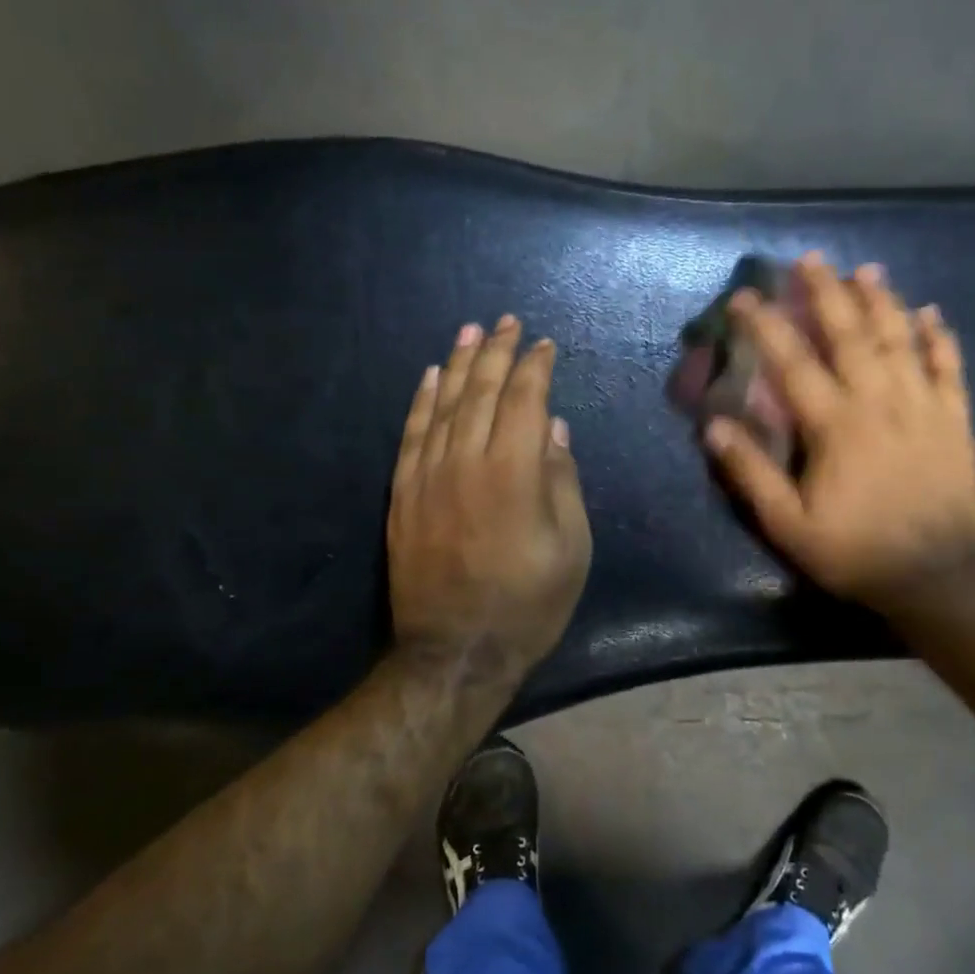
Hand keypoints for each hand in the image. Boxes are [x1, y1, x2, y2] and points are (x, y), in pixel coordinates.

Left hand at [388, 315, 591, 681]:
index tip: (544, 345)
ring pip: (443, 405)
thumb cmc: (528, 604)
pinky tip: (430, 376)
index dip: (535, 368)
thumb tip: (554, 428)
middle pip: (481, 392)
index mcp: (515, 473)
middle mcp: (466, 462)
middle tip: (506, 322)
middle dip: (497, 352)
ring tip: (469, 331)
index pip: (524, 400)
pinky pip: (411, 435)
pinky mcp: (403, 495)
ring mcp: (427, 476)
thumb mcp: (571, 548)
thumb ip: (562, 481)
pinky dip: (421, 401)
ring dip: (459, 364)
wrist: (457, 651)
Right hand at [703, 253, 974, 605]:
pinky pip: (949, 369)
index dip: (766, 326)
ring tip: (866, 269)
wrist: (939, 578)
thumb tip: (715, 427)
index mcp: (836, 426)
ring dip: (882, 301)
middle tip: (811, 259)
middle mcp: (880, 403)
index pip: (793, 363)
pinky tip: (932, 313)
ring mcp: (924, 408)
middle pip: (851, 335)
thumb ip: (752, 473)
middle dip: (828, 293)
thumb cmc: (855, 551)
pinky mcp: (955, 422)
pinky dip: (941, 338)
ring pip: (902, 341)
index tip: (745, 297)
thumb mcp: (789, 525)